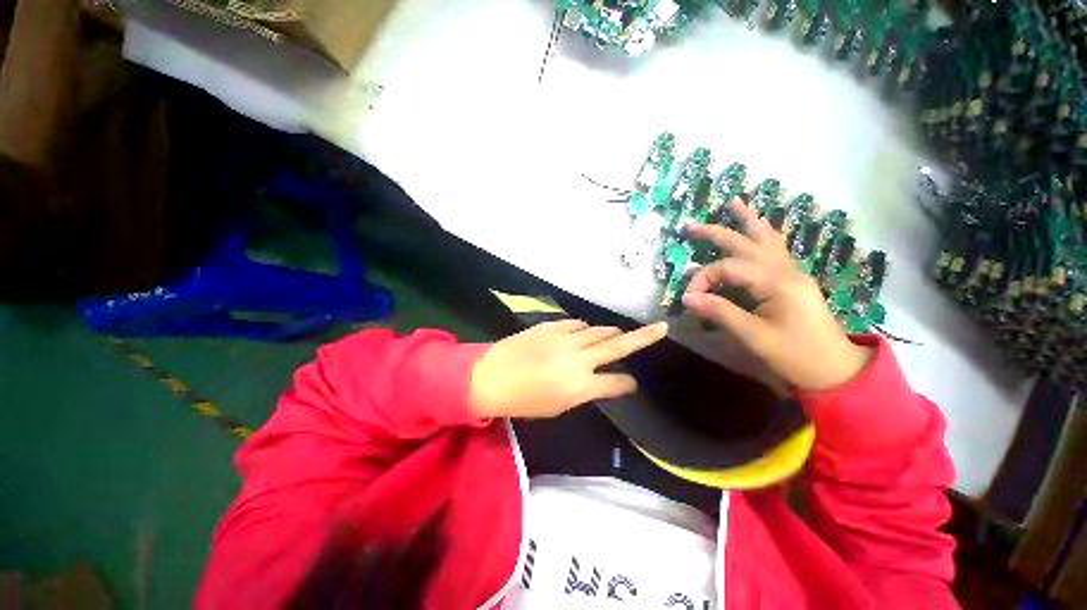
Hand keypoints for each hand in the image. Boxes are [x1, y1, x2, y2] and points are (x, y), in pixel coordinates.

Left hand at [470, 319, 668, 418]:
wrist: (490, 377)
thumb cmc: (523, 401)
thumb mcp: (558, 407)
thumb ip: (584, 391)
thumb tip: (602, 379)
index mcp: (581, 386)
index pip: (617, 383)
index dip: (627, 384)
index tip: (632, 383)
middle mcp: (579, 359)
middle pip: (617, 345)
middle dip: (643, 337)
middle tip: (659, 328)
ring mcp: (565, 338)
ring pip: (598, 330)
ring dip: (610, 333)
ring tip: (615, 335)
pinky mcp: (552, 326)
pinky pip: (577, 324)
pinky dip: (585, 329)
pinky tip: (583, 333)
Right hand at [683, 199, 871, 390]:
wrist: (834, 370)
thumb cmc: (795, 355)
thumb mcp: (753, 336)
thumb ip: (720, 312)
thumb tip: (688, 298)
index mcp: (775, 282)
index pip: (728, 268)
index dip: (703, 279)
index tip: (689, 299)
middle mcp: (784, 270)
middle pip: (746, 243)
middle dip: (716, 233)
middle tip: (690, 225)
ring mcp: (792, 273)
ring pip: (766, 239)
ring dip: (747, 221)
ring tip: (735, 203)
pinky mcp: (792, 281)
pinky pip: (775, 249)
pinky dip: (763, 235)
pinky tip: (758, 229)